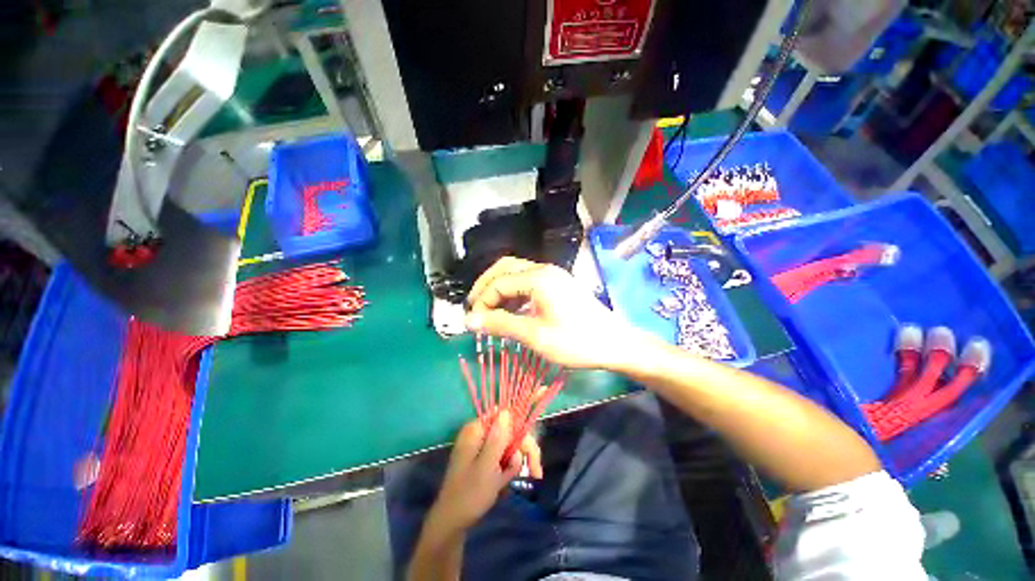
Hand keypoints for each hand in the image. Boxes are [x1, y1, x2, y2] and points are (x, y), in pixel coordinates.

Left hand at [429, 412, 542, 532]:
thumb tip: (507, 411)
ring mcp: (483, 446)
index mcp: (477, 429)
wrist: (452, 523)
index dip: (523, 425)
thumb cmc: (468, 495)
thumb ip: (497, 438)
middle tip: (535, 473)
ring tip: (507, 483)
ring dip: (516, 464)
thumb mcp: (486, 467)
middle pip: (511, 432)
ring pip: (510, 446)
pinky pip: (503, 457)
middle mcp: (481, 433)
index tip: (534, 447)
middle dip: (523, 451)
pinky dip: (508, 470)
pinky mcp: (485, 458)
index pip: (506, 415)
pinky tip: (503, 484)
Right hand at [465, 257, 644, 368]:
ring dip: (499, 289)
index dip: (481, 301)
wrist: (615, 343)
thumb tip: (469, 320)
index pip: (498, 282)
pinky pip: (528, 282)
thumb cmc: (576, 341)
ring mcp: (552, 276)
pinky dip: (514, 293)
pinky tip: (510, 309)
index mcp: (538, 278)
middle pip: (504, 268)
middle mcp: (544, 270)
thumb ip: (501, 324)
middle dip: (486, 286)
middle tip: (475, 308)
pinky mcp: (558, 284)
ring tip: (489, 311)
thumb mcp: (535, 335)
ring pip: (516, 273)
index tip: (472, 322)